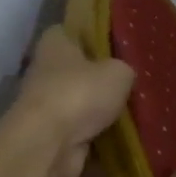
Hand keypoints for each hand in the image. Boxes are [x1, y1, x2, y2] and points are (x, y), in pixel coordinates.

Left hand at [16, 26, 134, 176]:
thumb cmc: (80, 93)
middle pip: (76, 70)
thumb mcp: (118, 72)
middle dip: (99, 78)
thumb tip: (123, 76)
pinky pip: (80, 131)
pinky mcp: (50, 134)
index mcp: (54, 43)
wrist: (48, 144)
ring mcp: (45, 105)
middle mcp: (44, 70)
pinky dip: (96, 135)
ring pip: (79, 102)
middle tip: (129, 83)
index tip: (116, 48)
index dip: (93, 37)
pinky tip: (120, 136)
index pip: (72, 31)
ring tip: (131, 112)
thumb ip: (123, 69)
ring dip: (98, 110)